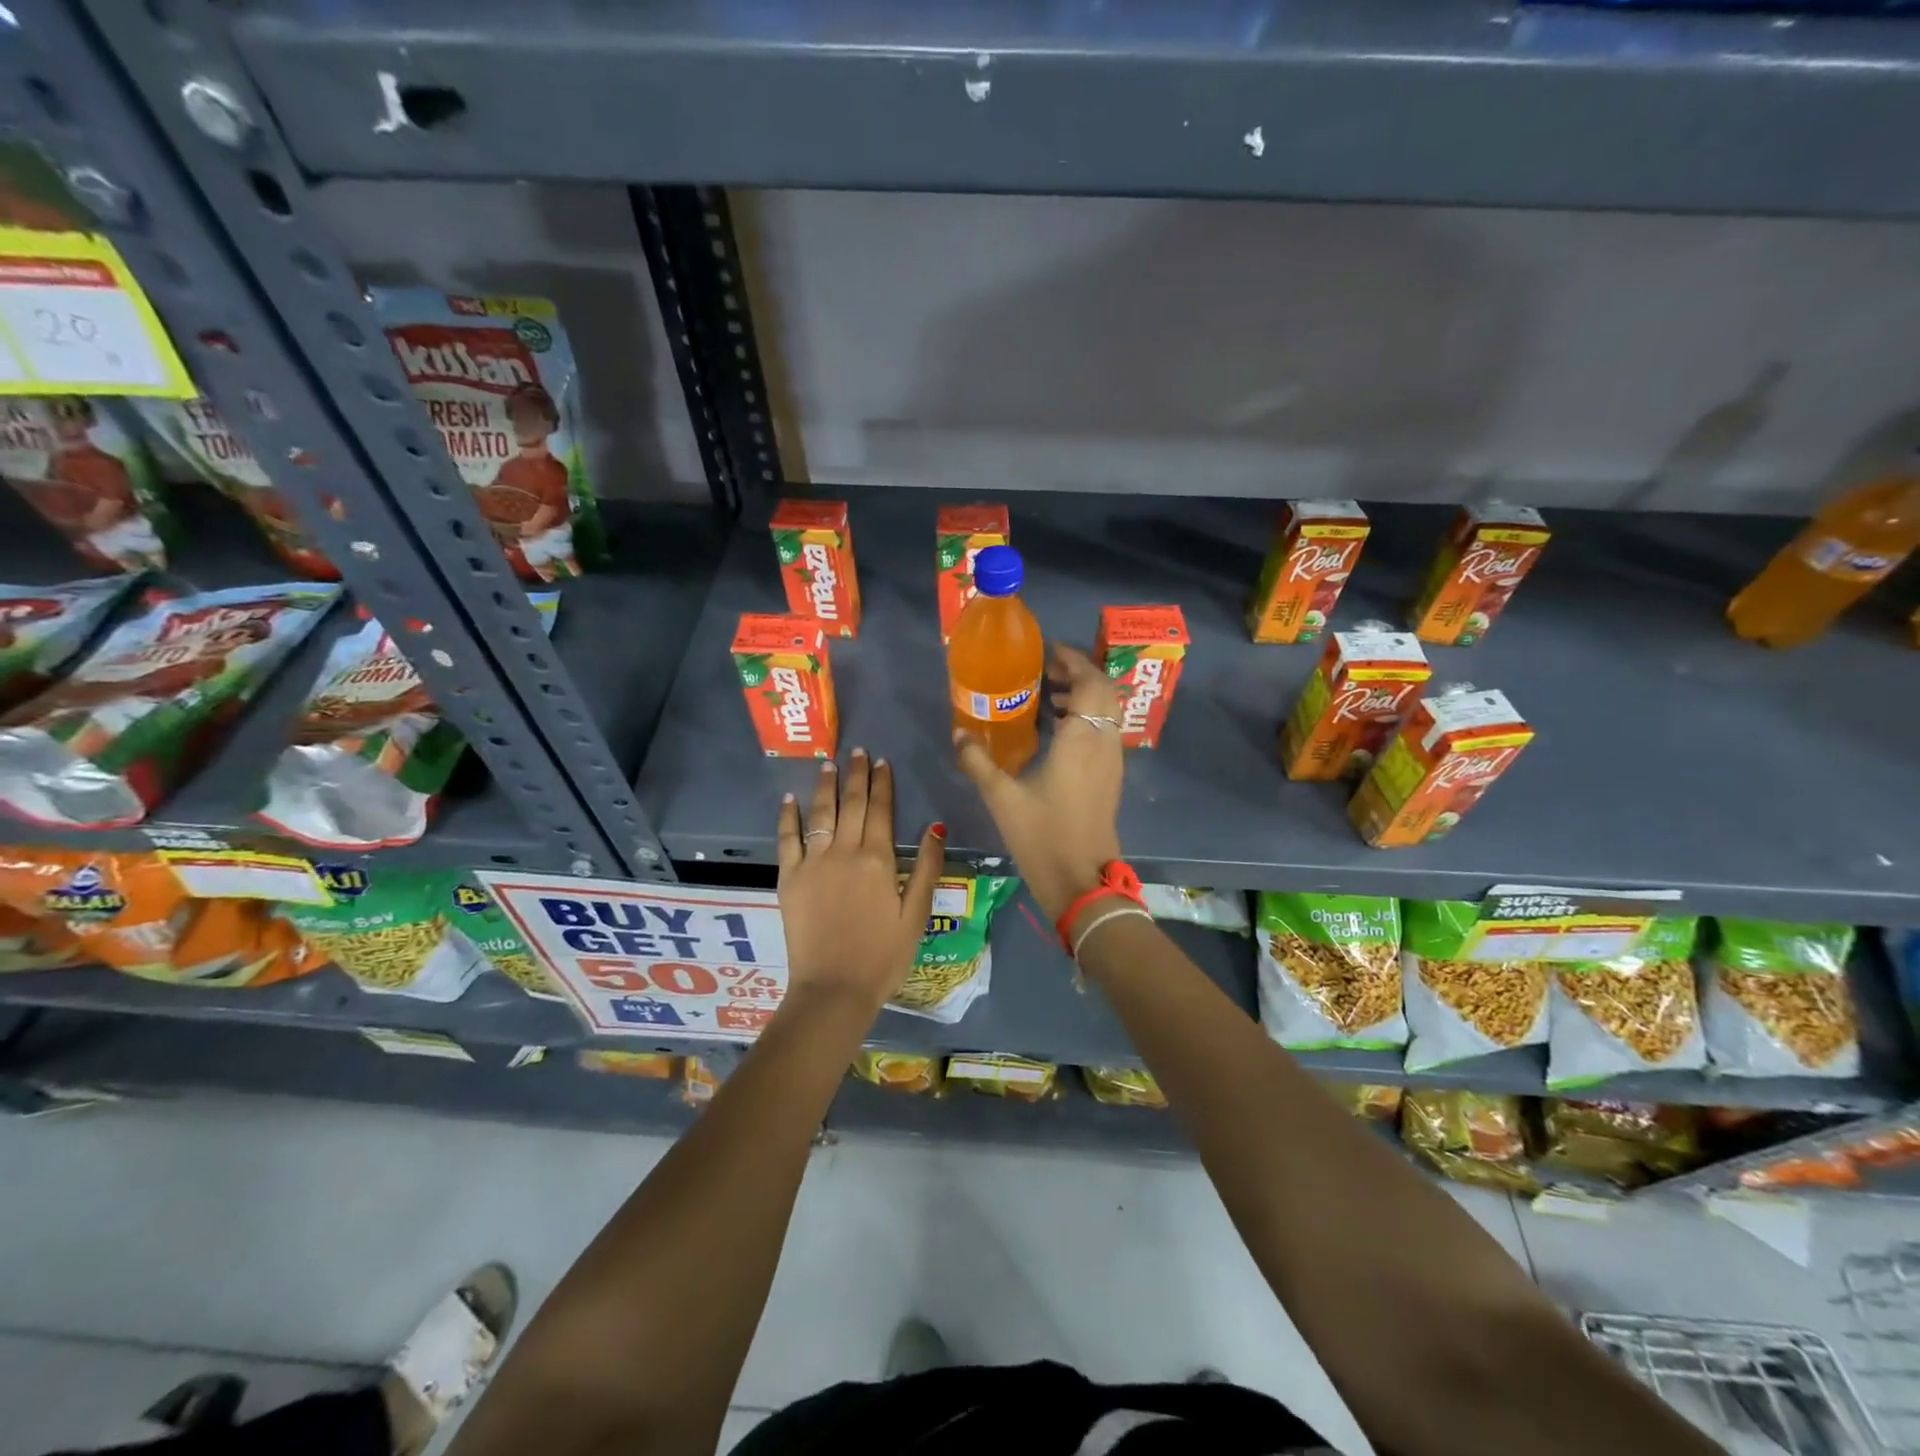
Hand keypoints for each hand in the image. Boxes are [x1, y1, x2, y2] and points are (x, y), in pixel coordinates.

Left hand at [776, 748, 945, 1013]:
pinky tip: (789, 799)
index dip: (882, 784)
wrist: (833, 989)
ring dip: (825, 786)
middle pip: (851, 804)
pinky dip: (788, 817)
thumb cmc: (883, 957)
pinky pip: (787, 839)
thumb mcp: (916, 915)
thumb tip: (935, 826)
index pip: (881, 811)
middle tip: (857, 751)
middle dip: (855, 775)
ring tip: (828, 763)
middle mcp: (845, 852)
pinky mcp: (789, 879)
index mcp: (878, 860)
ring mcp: (813, 863)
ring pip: (820, 814)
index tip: (881, 762)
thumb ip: (926, 867)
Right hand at [955, 643, 1123, 924]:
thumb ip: (978, 762)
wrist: (1082, 880)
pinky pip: (1104, 731)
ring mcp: (1111, 761)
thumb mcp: (1002, 797)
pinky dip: (1087, 718)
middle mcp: (1103, 743)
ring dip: (1084, 695)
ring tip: (1047, 697)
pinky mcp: (1110, 778)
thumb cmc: (1043, 835)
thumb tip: (959, 734)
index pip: (1089, 682)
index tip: (1047, 652)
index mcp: (1081, 739)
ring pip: (1107, 711)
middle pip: (1103, 691)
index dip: (1072, 661)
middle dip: (1078, 673)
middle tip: (1045, 671)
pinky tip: (1057, 732)